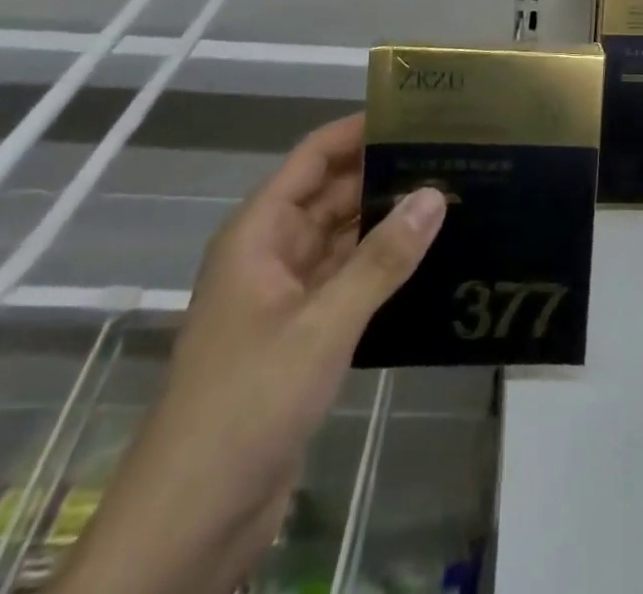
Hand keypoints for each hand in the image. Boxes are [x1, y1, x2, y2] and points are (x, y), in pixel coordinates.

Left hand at [53, 115, 446, 593]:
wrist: (189, 527)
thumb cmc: (245, 405)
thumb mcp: (321, 326)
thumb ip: (381, 260)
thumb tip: (436, 194)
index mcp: (259, 234)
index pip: (313, 158)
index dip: (358, 130)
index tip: (416, 114)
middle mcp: (271, 255)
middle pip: (332, 196)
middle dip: (384, 174)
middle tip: (451, 157)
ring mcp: (286, 299)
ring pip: (343, 240)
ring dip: (388, 223)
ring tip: (453, 199)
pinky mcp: (302, 339)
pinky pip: (349, 284)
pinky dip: (383, 270)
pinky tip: (430, 262)